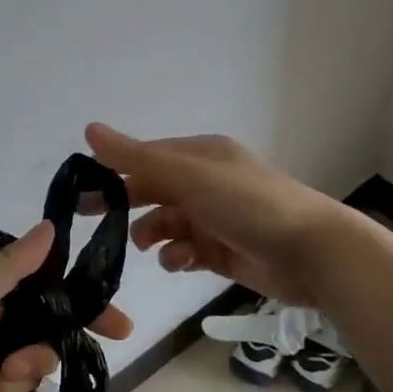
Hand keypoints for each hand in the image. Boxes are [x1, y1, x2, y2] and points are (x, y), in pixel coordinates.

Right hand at [84, 123, 346, 306]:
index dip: (112, 171)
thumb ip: (138, 158)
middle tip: (87, 220)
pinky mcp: (223, 251)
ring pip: (168, 223)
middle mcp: (206, 182)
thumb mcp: (190, 176)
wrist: (312, 252)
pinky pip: (187, 251)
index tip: (79, 190)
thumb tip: (89, 129)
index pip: (146, 158)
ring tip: (149, 247)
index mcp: (200, 156)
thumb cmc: (249, 204)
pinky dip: (178, 256)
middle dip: (125, 204)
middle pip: (153, 191)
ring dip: (154, 234)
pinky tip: (180, 262)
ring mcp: (216, 218)